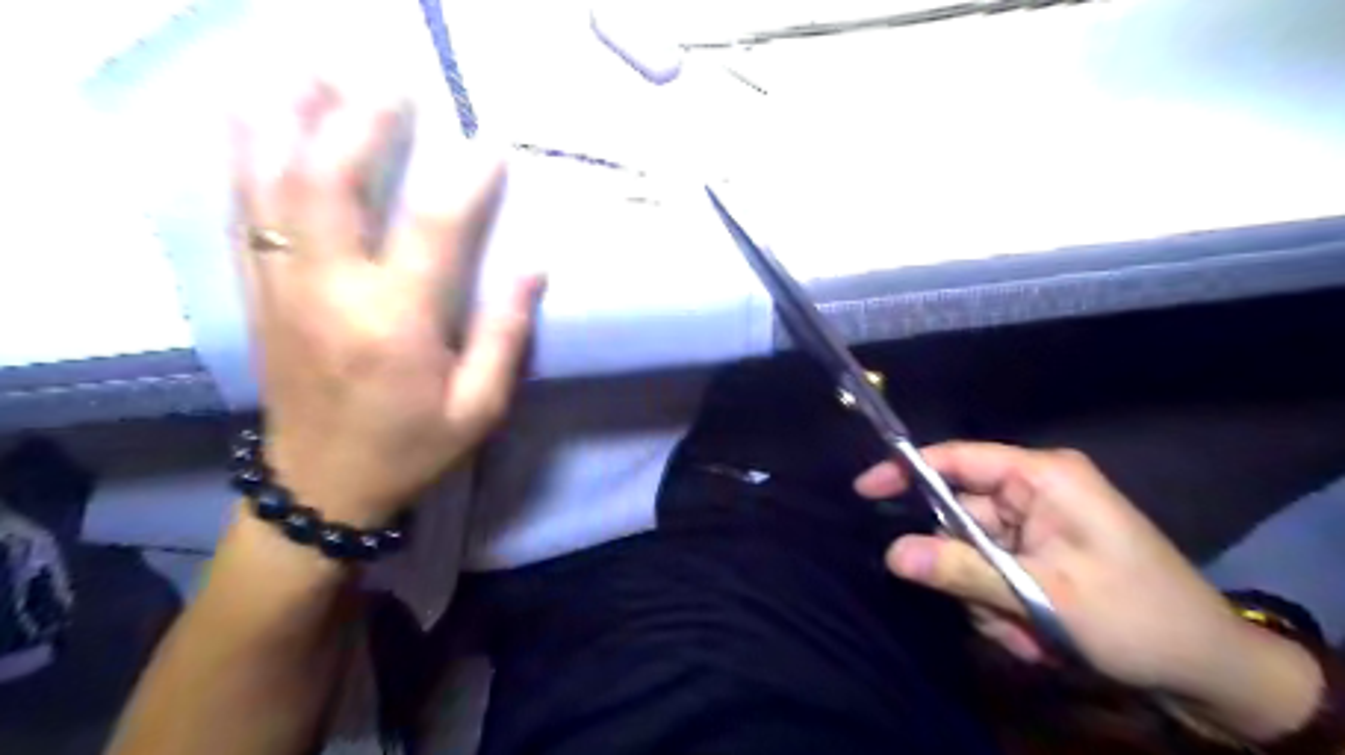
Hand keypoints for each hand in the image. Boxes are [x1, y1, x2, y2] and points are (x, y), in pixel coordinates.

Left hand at [232, 80, 539, 524]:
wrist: (322, 485)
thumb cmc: (412, 447)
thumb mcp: (480, 407)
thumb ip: (506, 334)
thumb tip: (533, 267)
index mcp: (395, 325)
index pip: (432, 231)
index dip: (465, 182)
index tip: (491, 147)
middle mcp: (330, 294)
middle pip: (330, 184)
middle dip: (359, 123)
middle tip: (391, 87)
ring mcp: (282, 289)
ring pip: (272, 186)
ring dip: (287, 121)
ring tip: (309, 74)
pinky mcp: (258, 295)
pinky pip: (243, 214)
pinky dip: (246, 159)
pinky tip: (257, 122)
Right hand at [855, 439, 1320, 738]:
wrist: (1210, 670)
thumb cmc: (1136, 617)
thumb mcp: (1042, 596)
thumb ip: (960, 569)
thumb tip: (891, 553)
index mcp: (1043, 477)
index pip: (956, 459)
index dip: (906, 470)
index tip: (863, 491)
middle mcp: (1036, 491)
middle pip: (960, 514)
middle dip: (964, 568)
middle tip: (990, 611)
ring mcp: (1039, 522)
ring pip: (973, 550)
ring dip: (986, 596)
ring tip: (1026, 633)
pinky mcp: (1041, 550)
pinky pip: (993, 569)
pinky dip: (1001, 604)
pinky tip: (1035, 635)